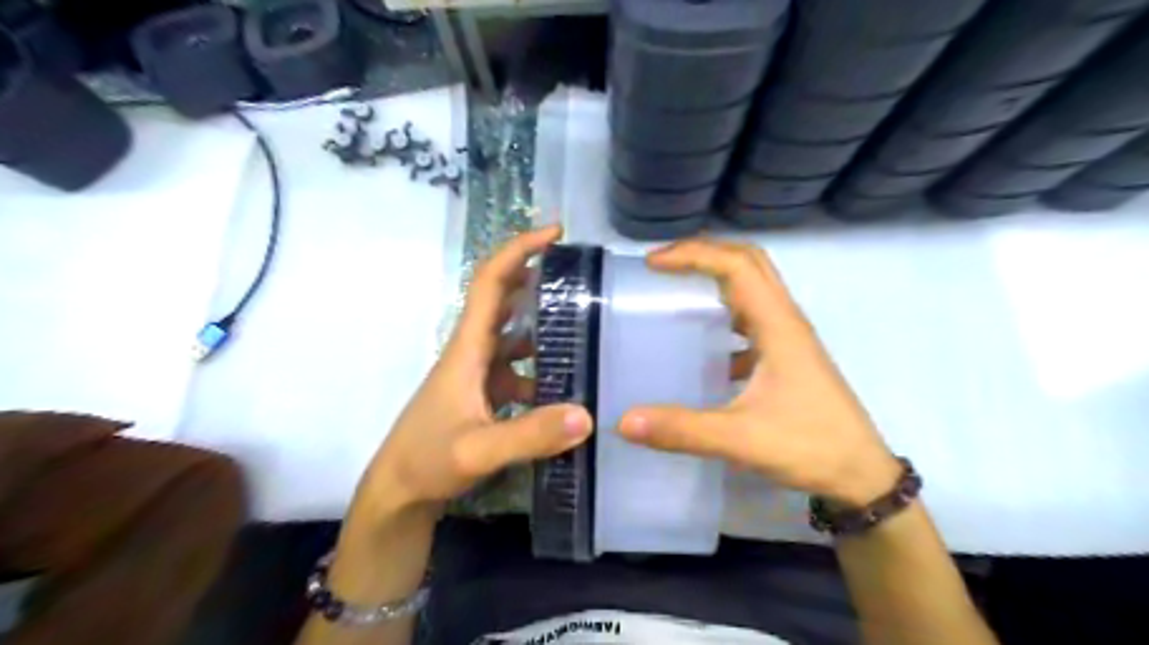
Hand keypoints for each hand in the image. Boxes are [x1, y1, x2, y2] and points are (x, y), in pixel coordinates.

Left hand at [356, 226, 595, 524]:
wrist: (398, 493)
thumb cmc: (426, 462)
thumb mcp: (478, 450)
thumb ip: (530, 434)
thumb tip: (587, 415)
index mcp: (467, 348)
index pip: (490, 282)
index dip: (519, 250)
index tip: (556, 233)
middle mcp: (472, 351)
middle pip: (504, 300)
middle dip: (538, 279)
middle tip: (582, 277)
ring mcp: (478, 373)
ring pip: (514, 336)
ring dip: (544, 326)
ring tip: (586, 328)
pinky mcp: (483, 394)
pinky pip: (518, 369)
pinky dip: (541, 368)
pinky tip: (566, 385)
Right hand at [620, 238, 897, 506]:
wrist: (862, 475)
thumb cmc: (810, 446)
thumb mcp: (741, 439)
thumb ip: (683, 430)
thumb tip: (625, 421)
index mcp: (778, 325)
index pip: (736, 266)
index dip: (693, 255)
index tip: (653, 264)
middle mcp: (785, 320)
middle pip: (749, 262)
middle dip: (705, 253)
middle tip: (663, 265)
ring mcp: (789, 337)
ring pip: (754, 287)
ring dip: (717, 278)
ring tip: (678, 291)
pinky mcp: (788, 356)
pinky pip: (754, 318)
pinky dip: (726, 314)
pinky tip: (704, 346)